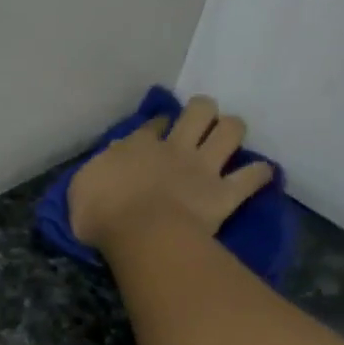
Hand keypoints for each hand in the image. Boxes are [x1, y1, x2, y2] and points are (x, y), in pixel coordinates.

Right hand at [68, 96, 273, 252]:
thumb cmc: (101, 214)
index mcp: (139, 147)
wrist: (139, 233)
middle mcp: (175, 148)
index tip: (159, 130)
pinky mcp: (223, 194)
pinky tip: (261, 174)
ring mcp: (203, 169)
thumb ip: (99, 169)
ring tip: (228, 138)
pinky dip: (259, 174)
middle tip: (199, 123)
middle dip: (202, 111)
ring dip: (232, 130)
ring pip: (230, 131)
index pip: (153, 126)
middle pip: (200, 112)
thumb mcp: (81, 187)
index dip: (158, 125)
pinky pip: (252, 178)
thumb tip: (112, 156)